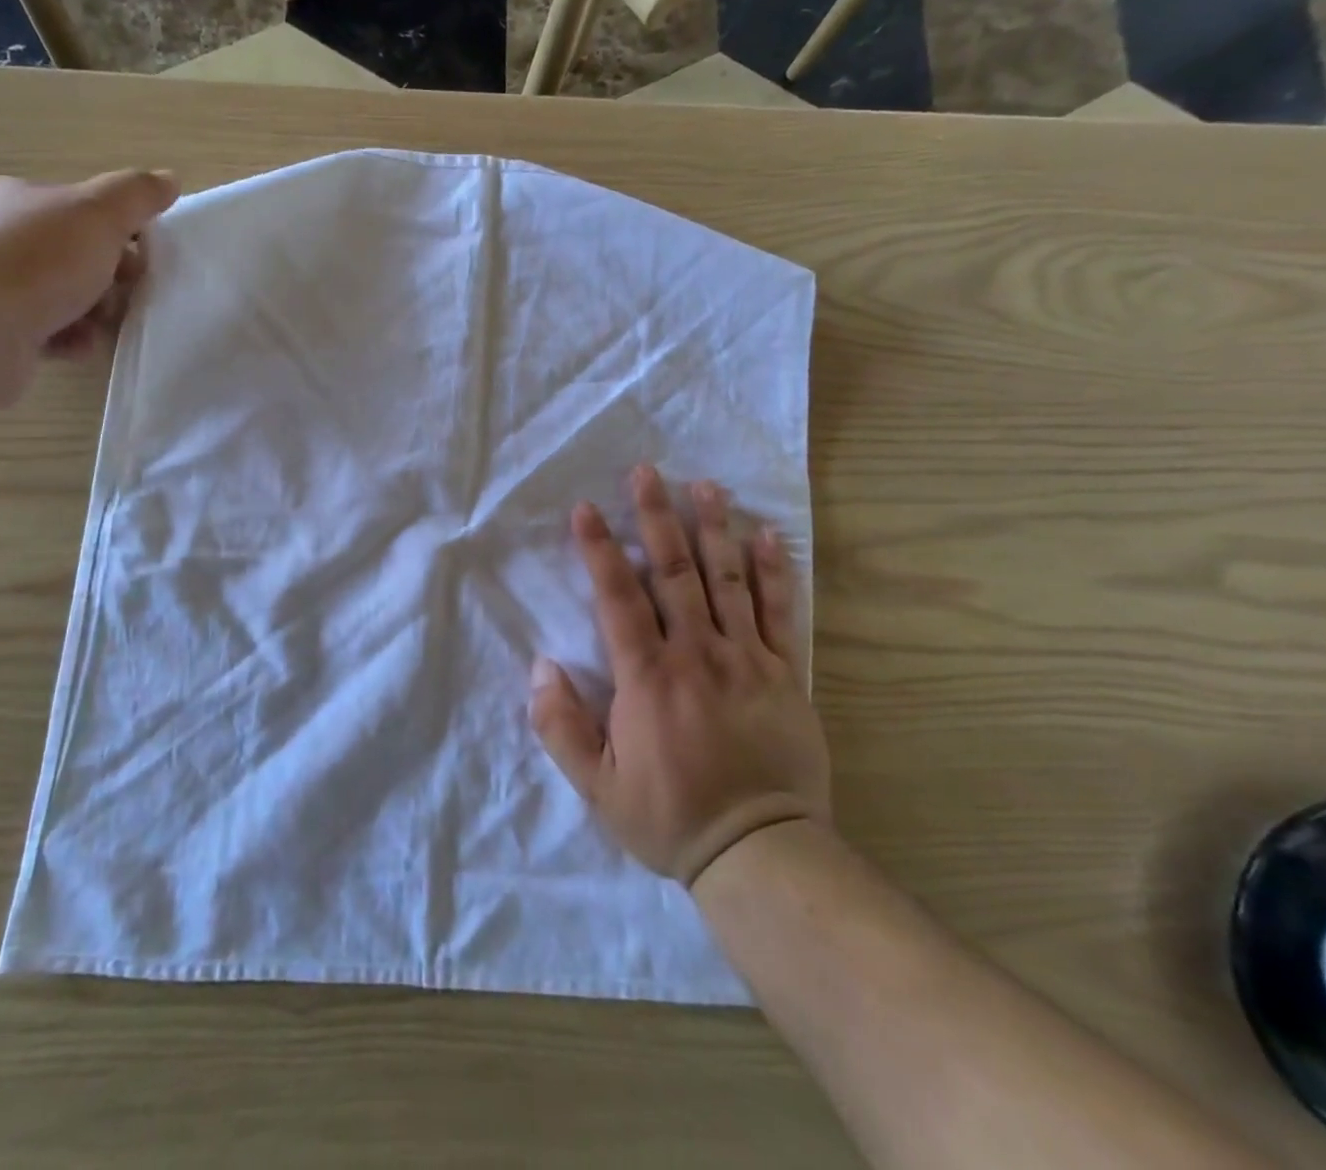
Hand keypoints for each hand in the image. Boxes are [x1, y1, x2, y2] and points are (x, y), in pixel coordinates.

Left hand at [0, 170, 178, 400]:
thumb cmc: (35, 264)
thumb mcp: (98, 215)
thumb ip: (136, 195)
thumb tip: (169, 179)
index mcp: (16, 198)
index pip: (80, 207)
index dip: (120, 229)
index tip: (145, 256)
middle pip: (75, 254)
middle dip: (109, 276)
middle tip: (128, 293)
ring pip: (64, 296)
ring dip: (94, 312)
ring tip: (102, 325)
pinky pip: (47, 331)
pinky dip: (70, 338)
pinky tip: (77, 346)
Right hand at [530, 465, 830, 886]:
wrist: (762, 853)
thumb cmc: (671, 817)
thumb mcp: (597, 787)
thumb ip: (561, 727)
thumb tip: (539, 667)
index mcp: (647, 677)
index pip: (618, 598)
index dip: (599, 549)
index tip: (585, 508)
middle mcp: (696, 654)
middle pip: (673, 572)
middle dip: (656, 517)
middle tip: (646, 471)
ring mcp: (746, 659)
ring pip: (727, 580)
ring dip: (713, 528)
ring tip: (704, 484)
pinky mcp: (785, 674)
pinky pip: (780, 612)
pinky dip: (773, 571)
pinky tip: (767, 534)